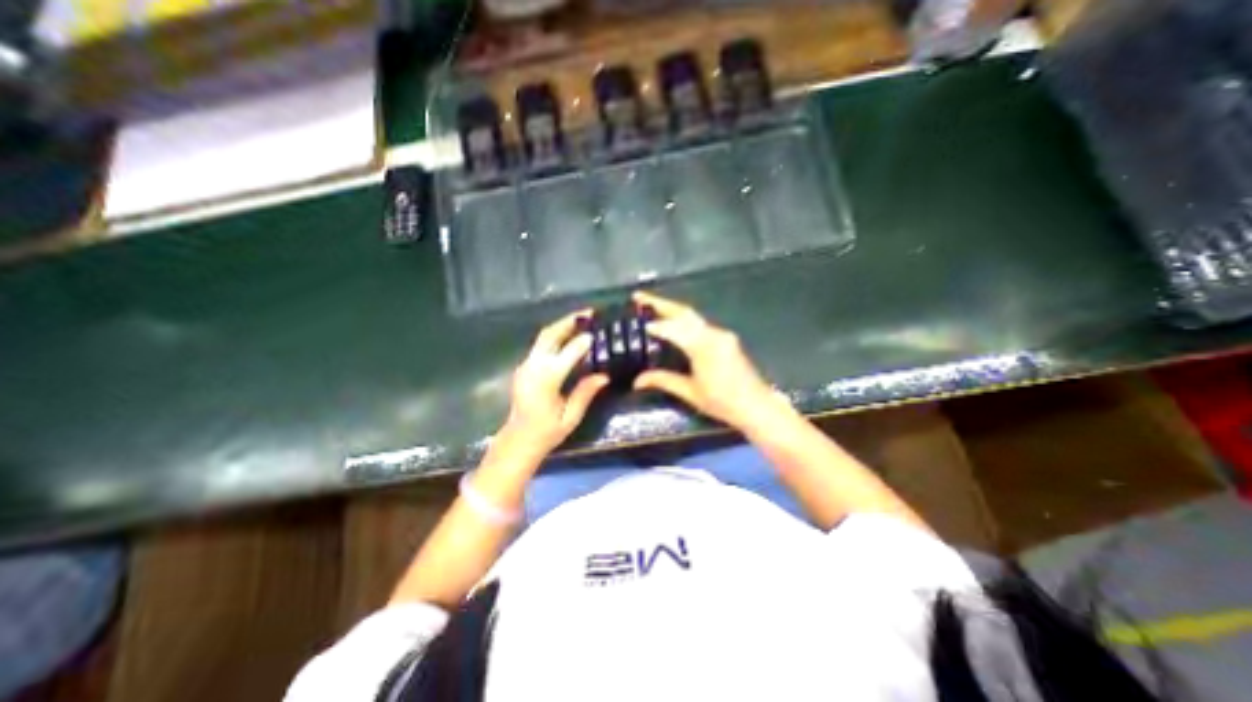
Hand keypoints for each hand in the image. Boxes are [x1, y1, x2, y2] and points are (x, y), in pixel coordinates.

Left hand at [501, 309, 613, 456]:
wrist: (518, 440)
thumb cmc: (546, 432)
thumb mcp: (571, 417)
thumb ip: (585, 393)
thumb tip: (604, 375)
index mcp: (545, 381)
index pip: (566, 354)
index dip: (582, 342)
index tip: (596, 332)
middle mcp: (532, 368)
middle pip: (549, 336)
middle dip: (568, 322)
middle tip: (588, 314)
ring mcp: (525, 366)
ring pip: (543, 337)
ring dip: (562, 326)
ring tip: (581, 320)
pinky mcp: (524, 367)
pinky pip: (541, 345)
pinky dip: (556, 335)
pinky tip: (569, 336)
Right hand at [637, 288, 779, 429]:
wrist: (756, 405)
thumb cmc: (723, 402)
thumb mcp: (691, 392)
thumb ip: (664, 380)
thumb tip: (637, 380)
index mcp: (704, 347)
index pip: (675, 329)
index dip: (656, 325)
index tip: (638, 324)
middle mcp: (714, 334)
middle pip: (684, 313)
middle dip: (660, 303)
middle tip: (639, 297)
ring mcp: (721, 334)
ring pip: (692, 316)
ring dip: (671, 309)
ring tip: (650, 306)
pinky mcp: (725, 338)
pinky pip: (699, 324)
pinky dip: (682, 320)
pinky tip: (672, 323)